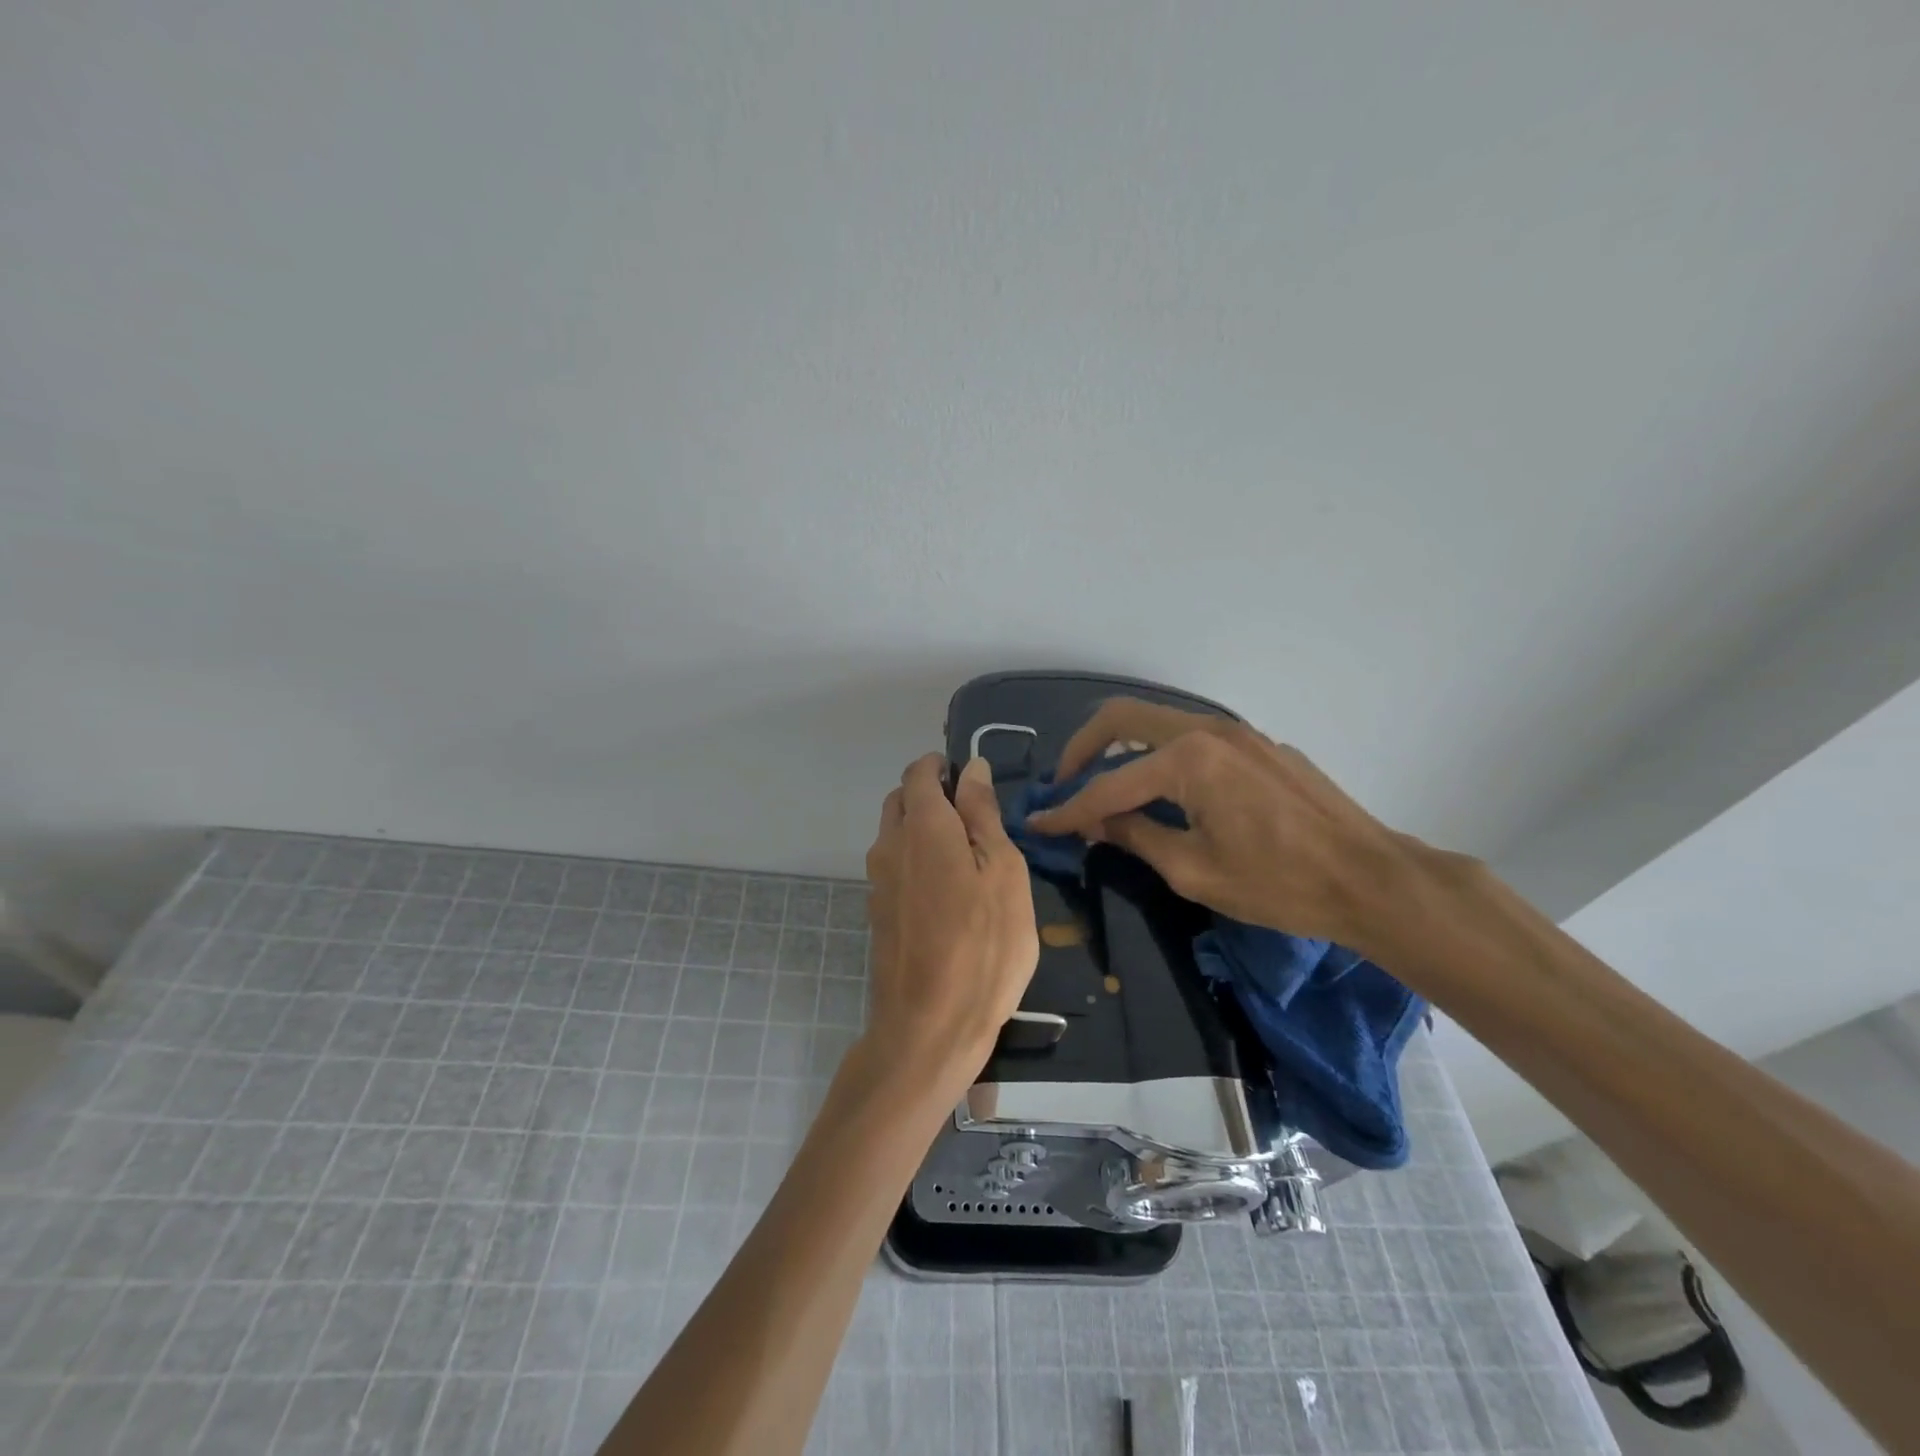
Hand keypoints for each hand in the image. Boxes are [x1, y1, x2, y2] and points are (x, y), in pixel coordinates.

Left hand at [864, 754, 1039, 1084]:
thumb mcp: (1003, 872)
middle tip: (976, 819)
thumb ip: (983, 814)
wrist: (930, 1027)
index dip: (942, 767)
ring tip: (968, 857)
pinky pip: (895, 867)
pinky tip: (949, 893)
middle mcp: (890, 845)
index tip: (972, 781)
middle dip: (931, 795)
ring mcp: (878, 882)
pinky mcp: (878, 913)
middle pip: (901, 800)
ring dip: (923, 829)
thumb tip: (971, 768)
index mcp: (922, 826)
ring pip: (895, 834)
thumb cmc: (984, 945)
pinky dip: (917, 861)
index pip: (919, 772)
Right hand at [1024, 699, 1417, 949]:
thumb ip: (1136, 837)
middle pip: (1123, 718)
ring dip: (1122, 748)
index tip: (1038, 823)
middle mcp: (1208, 730)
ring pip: (1158, 724)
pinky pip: (1193, 739)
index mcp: (1189, 760)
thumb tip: (1096, 823)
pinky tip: (1164, 792)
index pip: (1109, 783)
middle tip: (1065, 783)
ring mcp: (1238, 732)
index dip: (1069, 808)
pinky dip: (1161, 757)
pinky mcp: (1259, 745)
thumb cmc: (1280, 884)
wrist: (1371, 879)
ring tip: (1105, 788)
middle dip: (1083, 749)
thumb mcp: (1194, 871)